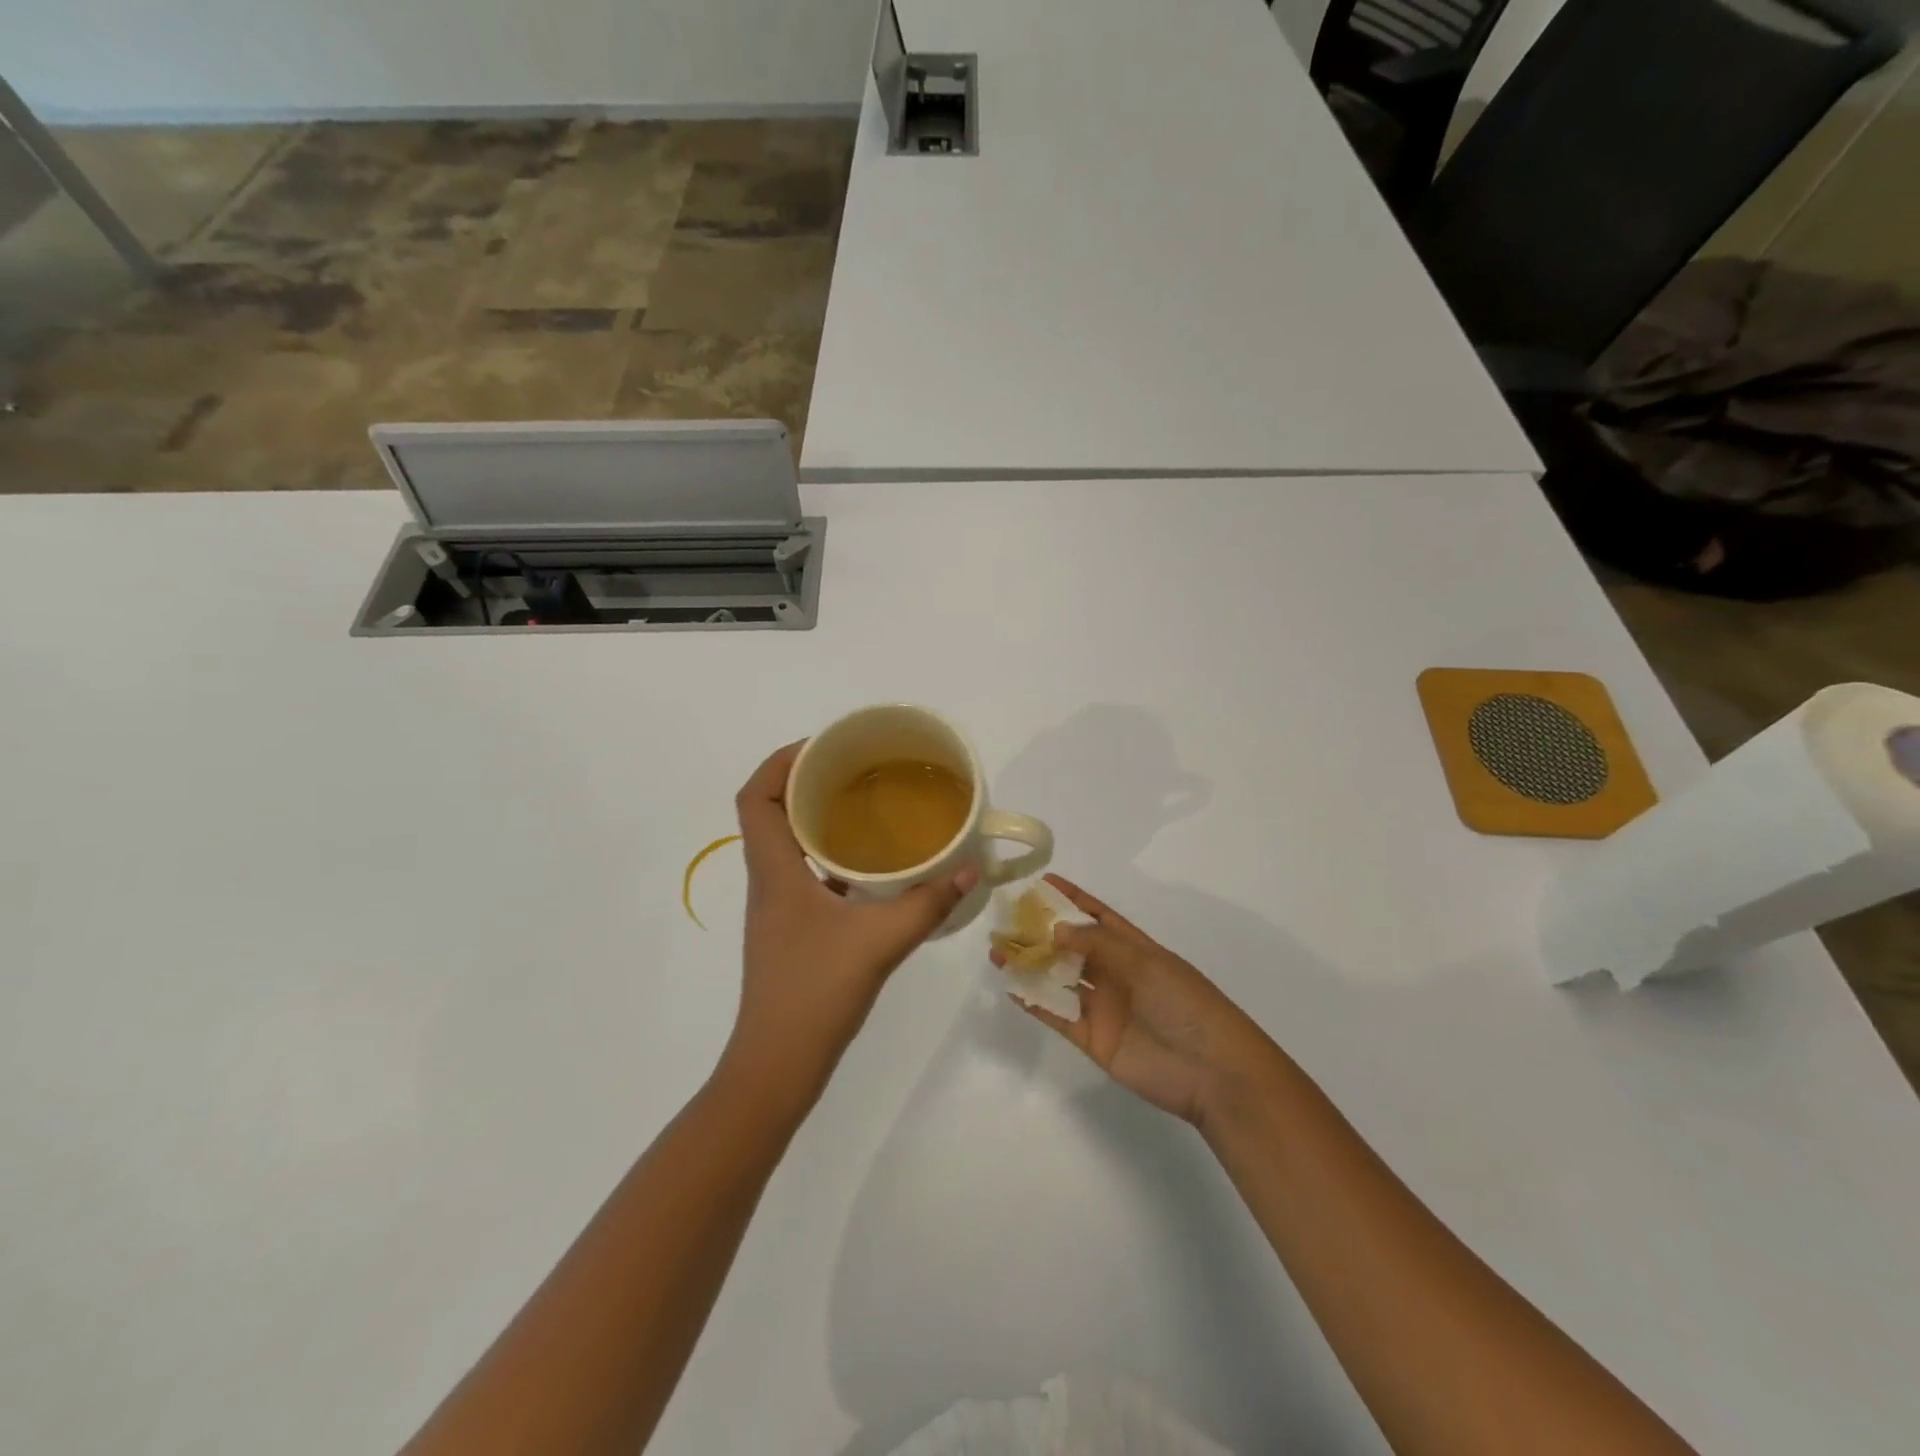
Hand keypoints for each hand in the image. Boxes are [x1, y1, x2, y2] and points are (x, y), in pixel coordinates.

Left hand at [723, 743, 977, 1107]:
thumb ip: (928, 903)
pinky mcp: (792, 930)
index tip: (824, 748)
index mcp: (774, 870)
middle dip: (807, 783)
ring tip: (867, 808)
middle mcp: (768, 881)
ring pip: (788, 845)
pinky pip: (806, 875)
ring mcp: (778, 908)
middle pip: (771, 813)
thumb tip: (972, 869)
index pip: (755, 797)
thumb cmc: (815, 993)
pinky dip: (831, 859)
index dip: (780, 762)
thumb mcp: (880, 941)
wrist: (778, 1065)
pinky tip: (872, 869)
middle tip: (857, 771)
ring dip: (818, 820)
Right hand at [993, 875, 1274, 1127]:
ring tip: (998, 952)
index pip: (1098, 917)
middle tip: (1006, 921)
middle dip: (1041, 933)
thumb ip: (1098, 945)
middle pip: (1072, 947)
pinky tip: (1012, 987)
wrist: (1211, 1071)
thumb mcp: (1145, 963)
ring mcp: (1103, 1007)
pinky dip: (1035, 1001)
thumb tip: (1055, 929)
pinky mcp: (1093, 1038)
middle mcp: (1116, 974)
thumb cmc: (1185, 1004)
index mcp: (1135, 949)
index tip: (1043, 882)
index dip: (1073, 899)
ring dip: (1031, 965)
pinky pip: (1058, 1015)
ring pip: (1059, 978)